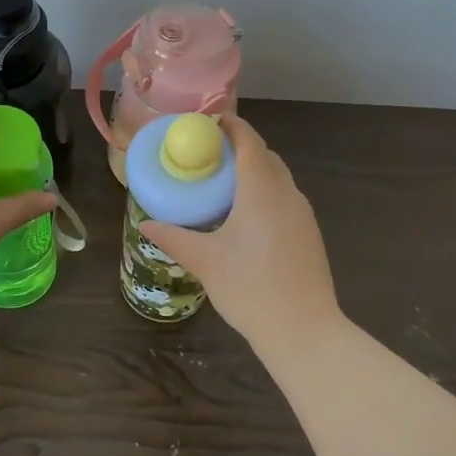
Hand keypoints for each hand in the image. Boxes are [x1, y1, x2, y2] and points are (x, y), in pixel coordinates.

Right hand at [141, 114, 339, 350]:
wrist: (305, 331)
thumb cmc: (251, 289)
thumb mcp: (205, 261)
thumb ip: (174, 238)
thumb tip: (146, 224)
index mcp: (261, 189)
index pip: (248, 140)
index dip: (230, 125)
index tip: (206, 123)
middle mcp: (286, 193)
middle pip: (265, 155)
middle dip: (239, 146)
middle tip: (207, 155)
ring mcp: (302, 213)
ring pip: (278, 177)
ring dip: (254, 170)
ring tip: (222, 183)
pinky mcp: (309, 233)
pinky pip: (285, 197)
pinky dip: (265, 191)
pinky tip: (246, 216)